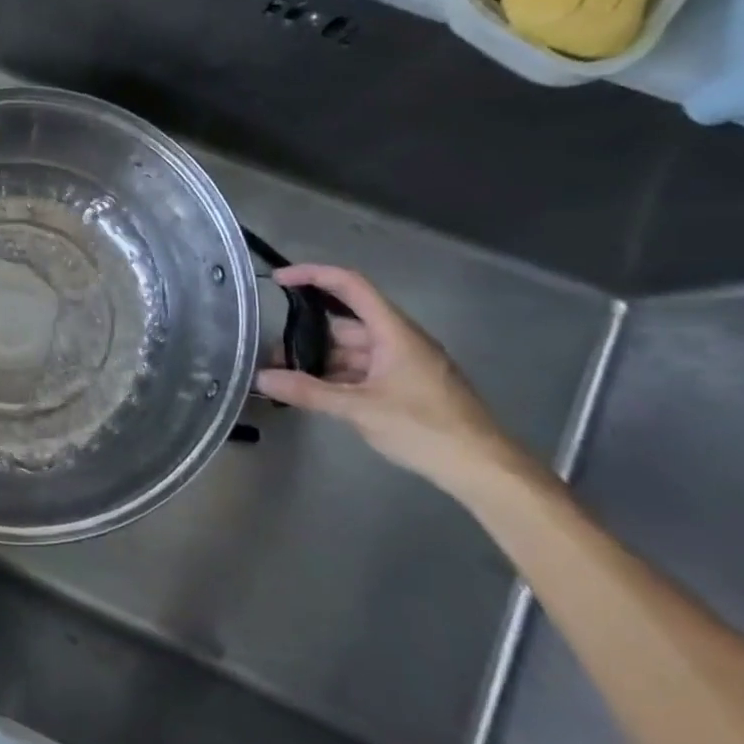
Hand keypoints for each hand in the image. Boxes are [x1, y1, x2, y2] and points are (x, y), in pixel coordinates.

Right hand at [255, 265, 530, 498]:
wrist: (482, 468)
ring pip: (351, 350)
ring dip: (320, 359)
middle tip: (269, 351)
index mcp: (394, 332)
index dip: (313, 275)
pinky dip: (336, 376)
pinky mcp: (405, 386)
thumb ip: (309, 392)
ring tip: (284, 375)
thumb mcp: (360, 409)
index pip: (350, 286)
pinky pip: (362, 370)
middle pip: (345, 323)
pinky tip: (314, 392)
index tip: (279, 280)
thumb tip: (261, 377)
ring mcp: (403, 364)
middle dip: (307, 333)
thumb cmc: (425, 429)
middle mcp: (399, 340)